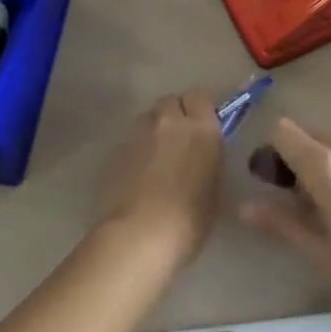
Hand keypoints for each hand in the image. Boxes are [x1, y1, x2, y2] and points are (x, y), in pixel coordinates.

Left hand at [96, 91, 223, 268]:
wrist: (141, 235)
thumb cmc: (190, 218)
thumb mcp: (215, 188)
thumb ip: (208, 160)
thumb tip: (201, 156)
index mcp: (202, 129)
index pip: (199, 96)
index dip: (198, 109)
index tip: (201, 125)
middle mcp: (170, 122)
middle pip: (170, 101)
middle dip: (174, 114)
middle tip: (178, 139)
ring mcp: (139, 134)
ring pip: (147, 118)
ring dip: (153, 129)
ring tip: (154, 156)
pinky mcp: (115, 150)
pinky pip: (130, 140)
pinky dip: (135, 150)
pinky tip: (136, 173)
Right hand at [240, 119, 330, 313]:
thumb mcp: (324, 253)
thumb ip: (283, 225)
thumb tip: (245, 208)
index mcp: (326, 164)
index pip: (283, 132)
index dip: (269, 154)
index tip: (271, 187)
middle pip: (307, 139)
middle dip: (294, 166)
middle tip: (299, 210)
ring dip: (320, 171)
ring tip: (329, 217)